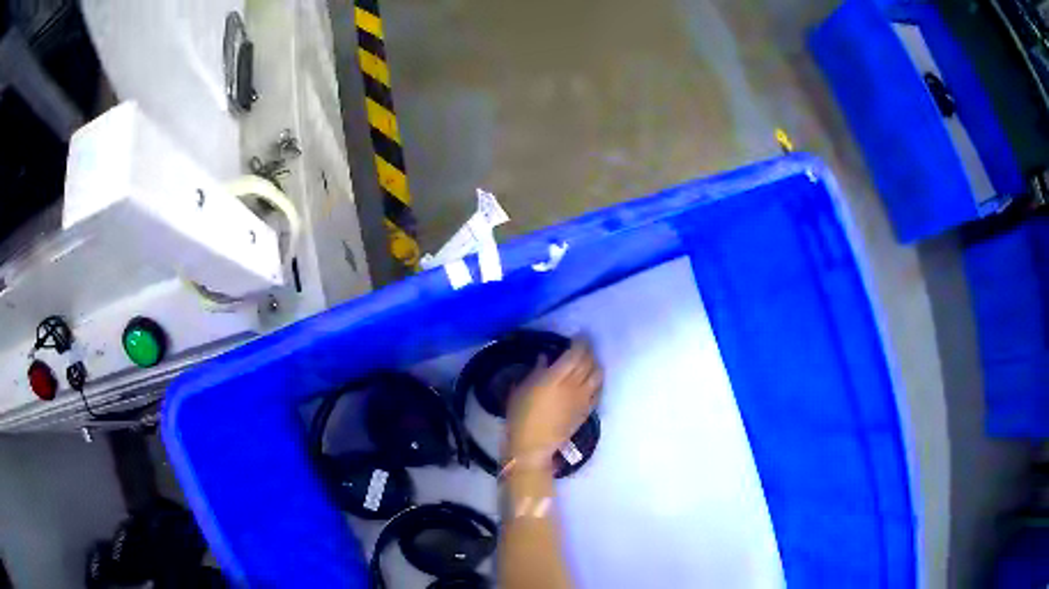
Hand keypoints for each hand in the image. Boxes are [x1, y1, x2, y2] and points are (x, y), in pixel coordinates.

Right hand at [506, 338, 602, 458]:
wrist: (532, 445)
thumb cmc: (520, 416)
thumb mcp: (521, 390)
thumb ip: (536, 371)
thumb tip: (545, 358)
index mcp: (555, 378)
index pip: (575, 354)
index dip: (580, 343)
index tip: (578, 336)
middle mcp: (573, 386)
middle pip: (588, 362)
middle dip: (588, 351)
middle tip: (583, 346)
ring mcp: (582, 399)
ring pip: (597, 375)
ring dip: (595, 364)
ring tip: (589, 361)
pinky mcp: (586, 411)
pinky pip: (598, 391)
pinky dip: (597, 381)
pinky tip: (592, 380)